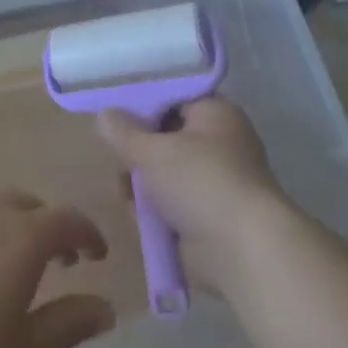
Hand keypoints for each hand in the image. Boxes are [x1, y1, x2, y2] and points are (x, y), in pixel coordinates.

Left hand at [0, 191, 114, 347]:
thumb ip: (69, 324)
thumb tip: (107, 309)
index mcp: (20, 236)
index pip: (68, 220)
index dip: (88, 234)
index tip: (96, 255)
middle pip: (27, 204)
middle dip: (46, 227)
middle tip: (53, 260)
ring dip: (5, 225)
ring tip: (1, 262)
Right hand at [96, 98, 292, 294]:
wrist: (243, 251)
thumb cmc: (200, 182)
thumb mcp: (151, 150)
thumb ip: (122, 131)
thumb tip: (104, 115)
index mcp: (216, 113)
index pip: (173, 97)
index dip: (142, 103)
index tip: (113, 115)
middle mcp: (221, 143)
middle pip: (167, 137)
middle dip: (139, 151)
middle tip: (117, 159)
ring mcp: (218, 182)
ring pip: (167, 173)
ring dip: (144, 185)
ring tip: (125, 193)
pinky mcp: (211, 217)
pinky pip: (174, 204)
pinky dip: (156, 210)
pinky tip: (137, 216)